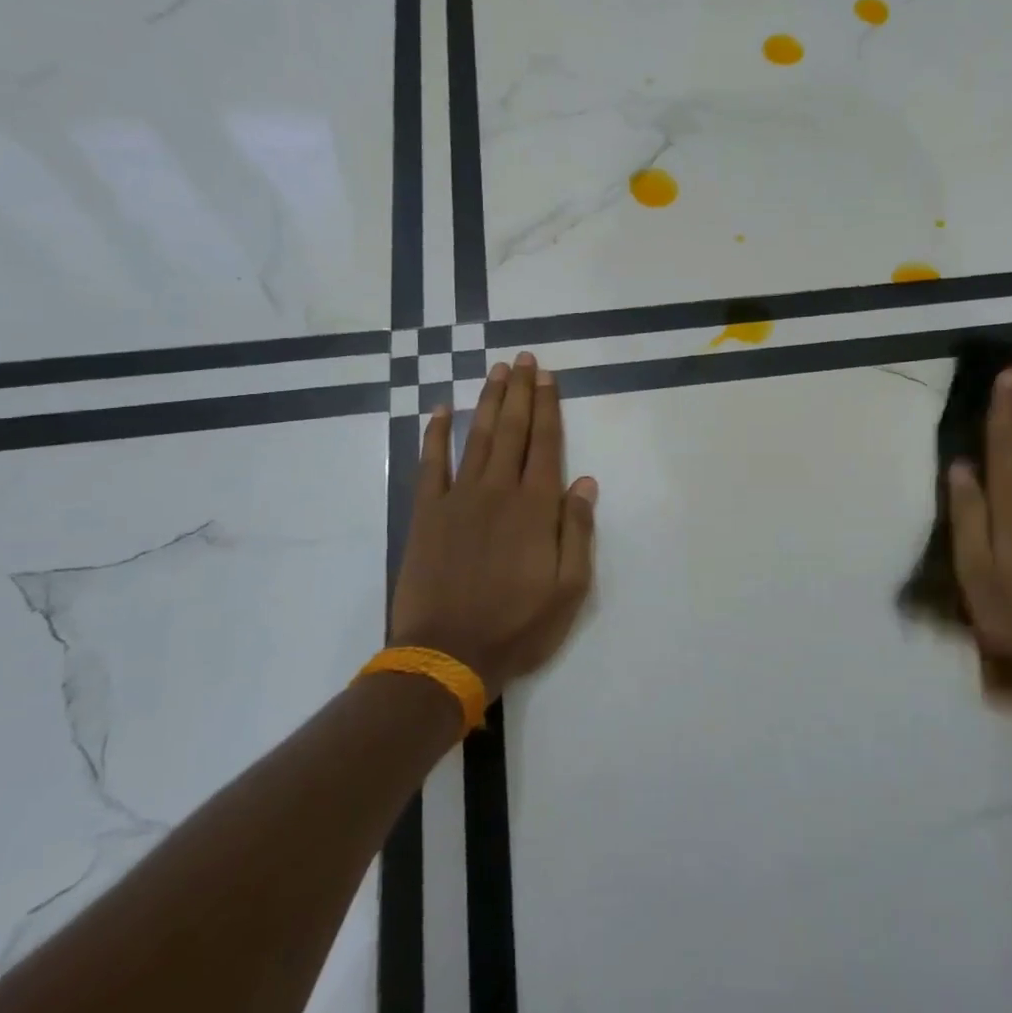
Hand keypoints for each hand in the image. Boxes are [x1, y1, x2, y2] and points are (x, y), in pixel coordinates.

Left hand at [389, 353, 597, 695]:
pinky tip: (440, 411)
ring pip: (478, 437)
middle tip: (524, 359)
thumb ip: (577, 531)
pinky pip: (431, 464)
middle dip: (520, 392)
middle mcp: (498, 490)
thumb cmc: (518, 625)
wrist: (447, 654)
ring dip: (488, 401)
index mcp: (536, 507)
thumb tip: (584, 482)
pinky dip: (435, 435)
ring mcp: (458, 498)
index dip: (548, 407)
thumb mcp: (570, 589)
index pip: (546, 444)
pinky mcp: (427, 514)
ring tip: (496, 371)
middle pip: (513, 430)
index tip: (548, 376)